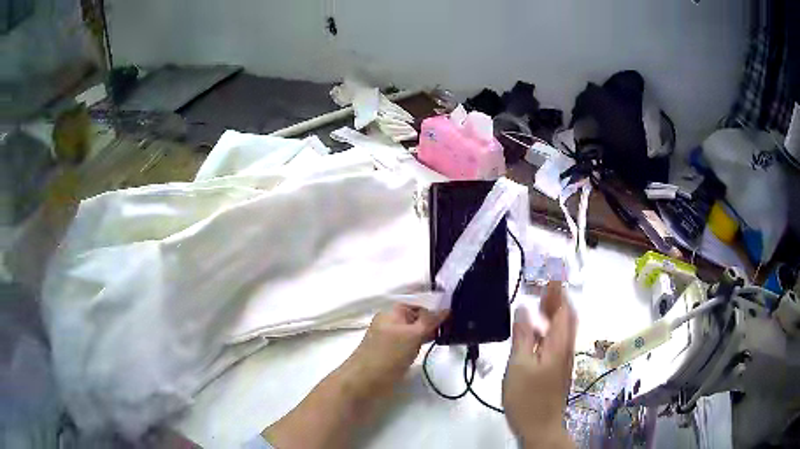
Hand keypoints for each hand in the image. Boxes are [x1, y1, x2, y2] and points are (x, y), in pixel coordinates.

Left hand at [344, 305, 447, 396]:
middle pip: (417, 319)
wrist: (364, 382)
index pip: (419, 305)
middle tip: (454, 329)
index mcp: (392, 313)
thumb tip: (446, 309)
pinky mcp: (393, 355)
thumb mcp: (412, 334)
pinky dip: (420, 345)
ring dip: (428, 334)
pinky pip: (410, 345)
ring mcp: (391, 340)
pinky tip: (431, 349)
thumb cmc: (387, 355)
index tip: (454, 318)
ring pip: (414, 333)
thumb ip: (430, 321)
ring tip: (447, 337)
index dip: (435, 310)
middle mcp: (391, 323)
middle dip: (433, 323)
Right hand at [502, 282, 576, 448]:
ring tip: (538, 304)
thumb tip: (523, 310)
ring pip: (562, 330)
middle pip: (567, 318)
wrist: (540, 426)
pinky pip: (556, 341)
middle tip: (543, 287)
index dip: (558, 292)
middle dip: (558, 301)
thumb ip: (523, 336)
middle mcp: (565, 349)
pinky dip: (548, 330)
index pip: (563, 310)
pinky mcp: (556, 370)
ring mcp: (562, 360)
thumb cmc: (527, 396)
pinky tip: (534, 334)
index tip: (551, 275)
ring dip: (553, 314)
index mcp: (558, 344)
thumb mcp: (519, 365)